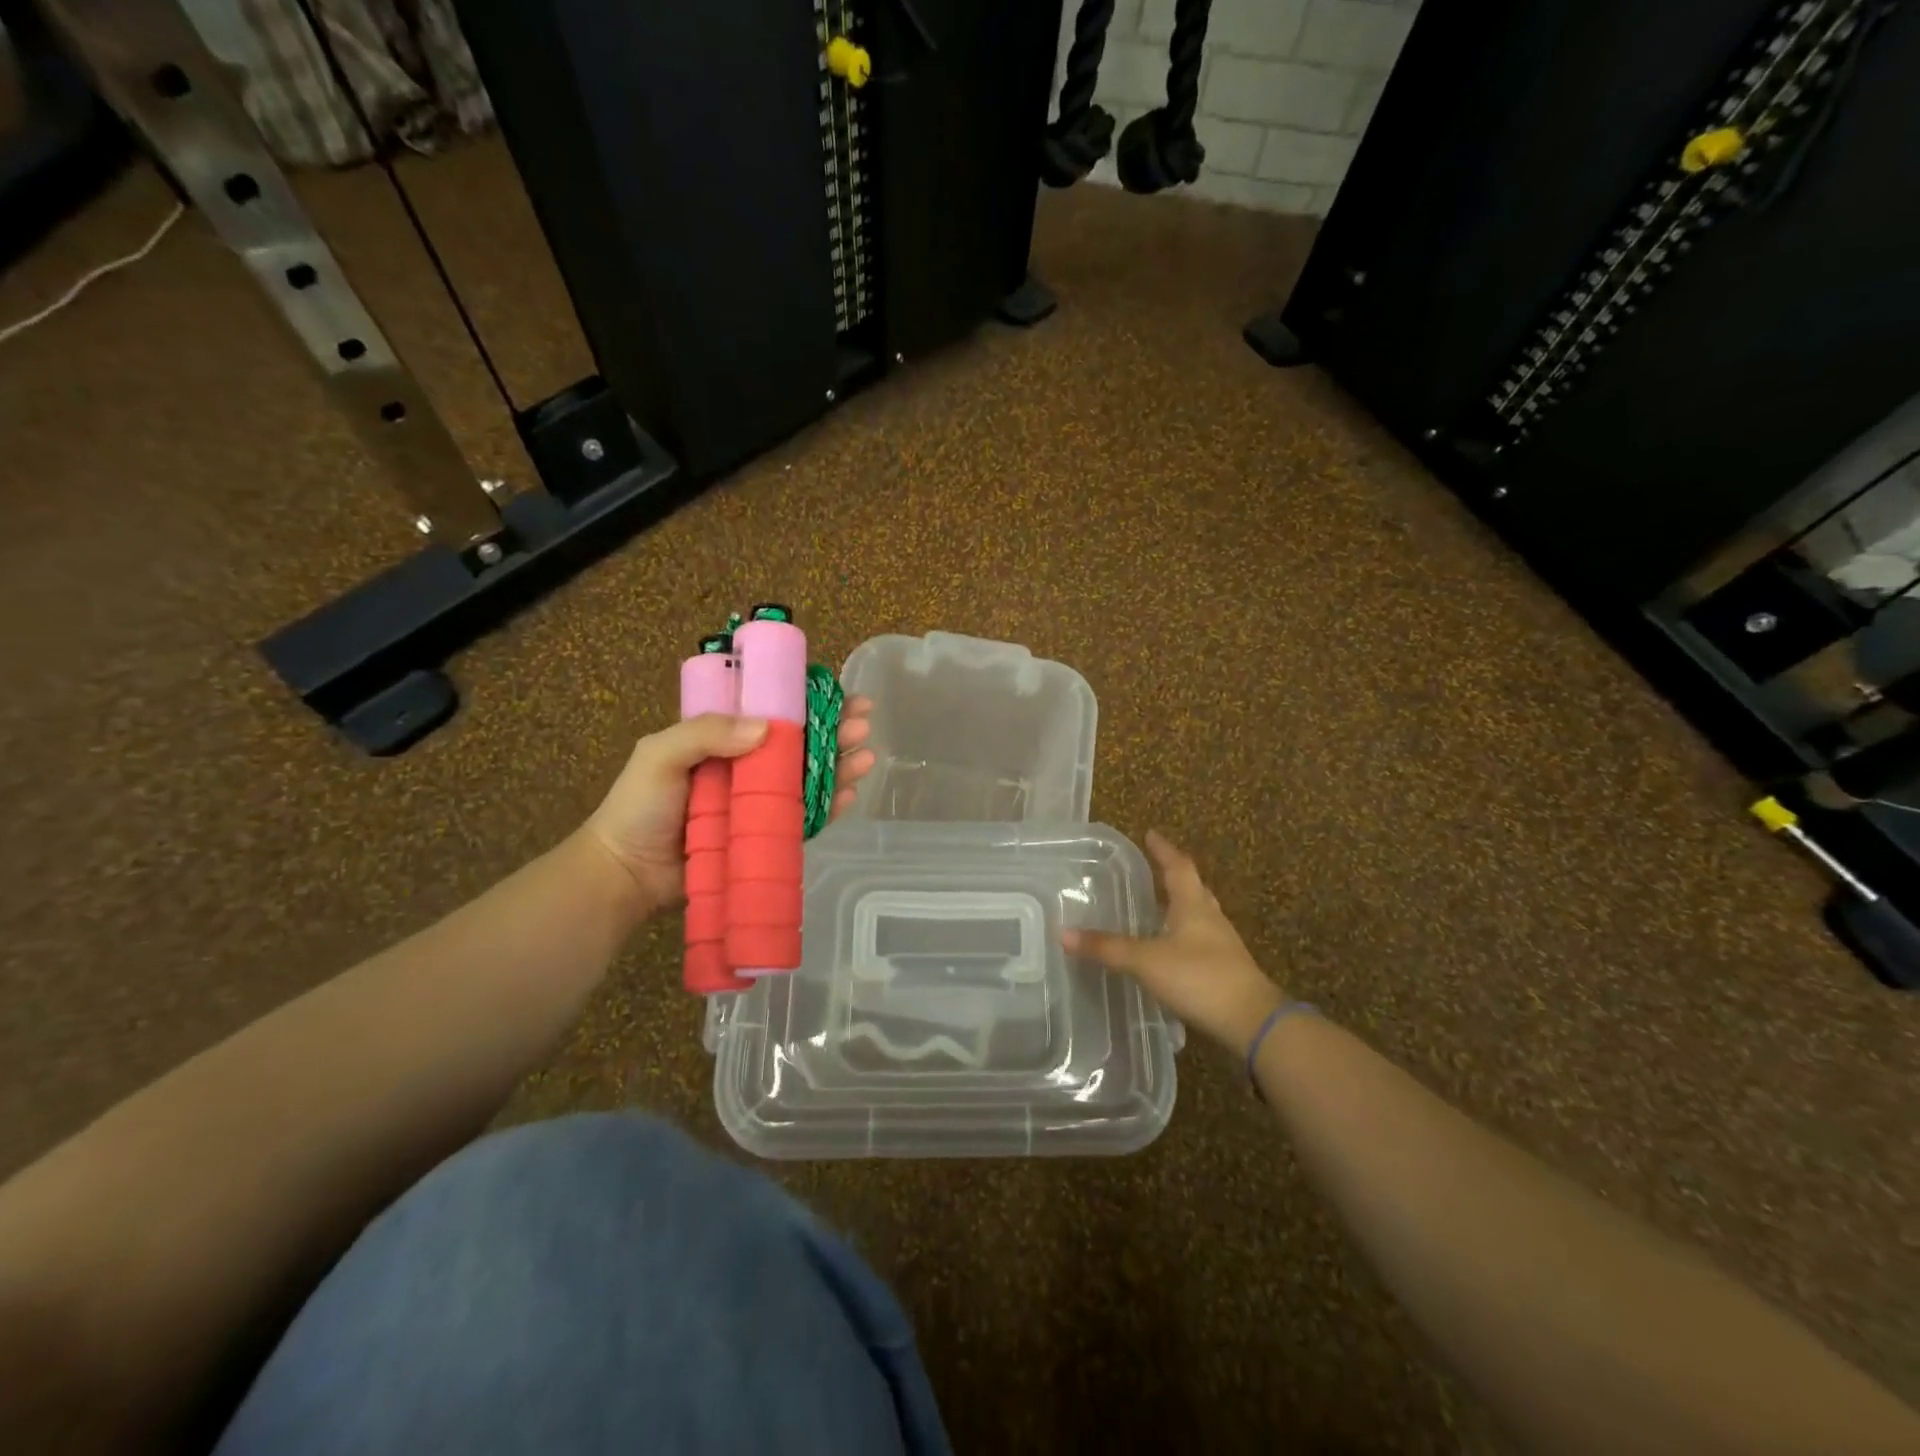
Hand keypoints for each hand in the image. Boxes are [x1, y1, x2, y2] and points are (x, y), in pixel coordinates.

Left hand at [583, 696, 875, 917]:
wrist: (627, 875)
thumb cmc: (638, 808)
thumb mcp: (660, 755)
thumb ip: (706, 733)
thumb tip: (768, 727)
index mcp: (724, 739)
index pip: (773, 712)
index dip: (808, 702)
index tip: (838, 694)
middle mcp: (748, 767)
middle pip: (801, 744)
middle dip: (836, 731)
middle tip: (864, 724)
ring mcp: (760, 804)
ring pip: (810, 778)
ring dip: (841, 765)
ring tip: (867, 756)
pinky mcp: (768, 837)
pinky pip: (806, 818)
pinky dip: (831, 805)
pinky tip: (851, 794)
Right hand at [1064, 831, 1287, 1055]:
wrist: (1252, 1022)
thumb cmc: (1200, 978)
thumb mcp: (1146, 961)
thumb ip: (1107, 948)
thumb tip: (1063, 933)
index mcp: (1193, 905)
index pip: (1178, 866)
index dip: (1163, 850)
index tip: (1150, 834)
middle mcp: (1210, 918)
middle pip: (1192, 888)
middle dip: (1172, 875)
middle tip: (1153, 868)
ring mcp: (1221, 945)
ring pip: (1198, 915)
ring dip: (1179, 906)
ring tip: (1157, 906)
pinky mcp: (1225, 970)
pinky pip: (1199, 941)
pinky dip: (1182, 936)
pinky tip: (1169, 949)